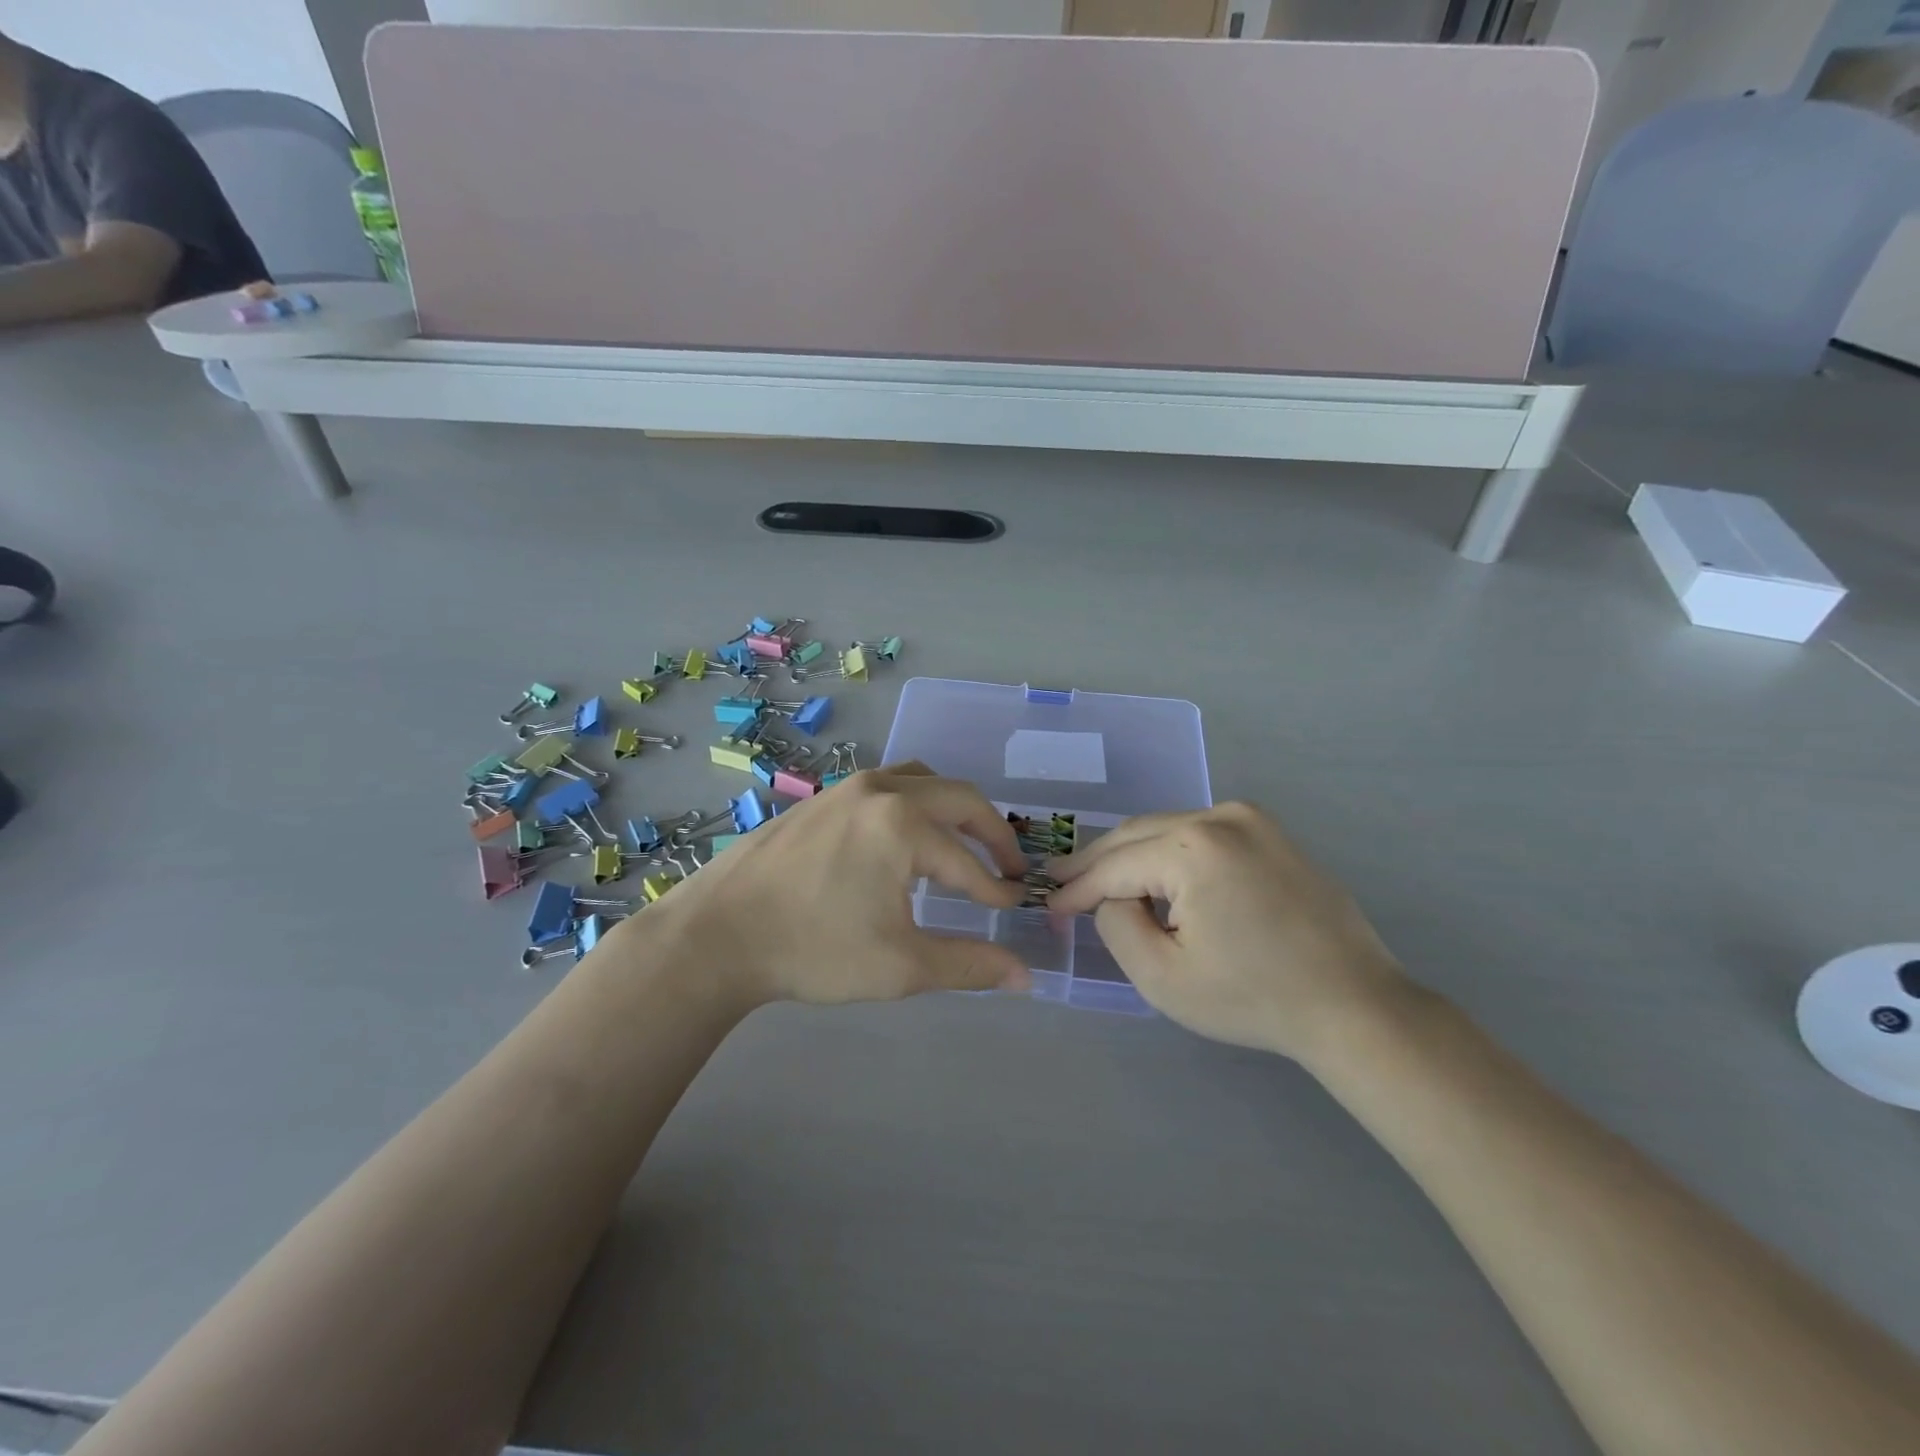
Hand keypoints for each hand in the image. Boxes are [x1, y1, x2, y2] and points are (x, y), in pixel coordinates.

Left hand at [619, 765, 1032, 1007]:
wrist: (717, 934)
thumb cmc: (813, 950)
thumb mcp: (900, 966)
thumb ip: (969, 966)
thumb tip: (1026, 975)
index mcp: (904, 824)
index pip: (969, 861)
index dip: (997, 888)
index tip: (1014, 907)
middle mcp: (882, 790)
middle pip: (959, 798)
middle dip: (992, 833)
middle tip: (1010, 866)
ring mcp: (847, 787)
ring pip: (922, 780)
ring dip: (953, 809)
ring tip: (963, 844)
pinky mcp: (822, 797)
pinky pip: (887, 785)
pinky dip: (916, 803)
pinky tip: (904, 841)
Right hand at [1046, 803, 1407, 1061]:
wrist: (1354, 1006)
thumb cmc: (1253, 998)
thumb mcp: (1162, 976)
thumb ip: (1116, 924)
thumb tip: (1111, 897)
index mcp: (1194, 847)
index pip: (1116, 864)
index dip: (1076, 887)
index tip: (1047, 903)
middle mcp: (1221, 815)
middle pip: (1137, 834)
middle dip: (1096, 861)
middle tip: (1060, 881)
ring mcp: (1251, 818)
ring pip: (1167, 829)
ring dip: (1132, 855)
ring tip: (1099, 880)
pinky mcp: (1270, 831)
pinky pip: (1200, 833)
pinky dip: (1169, 852)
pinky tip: (1156, 877)